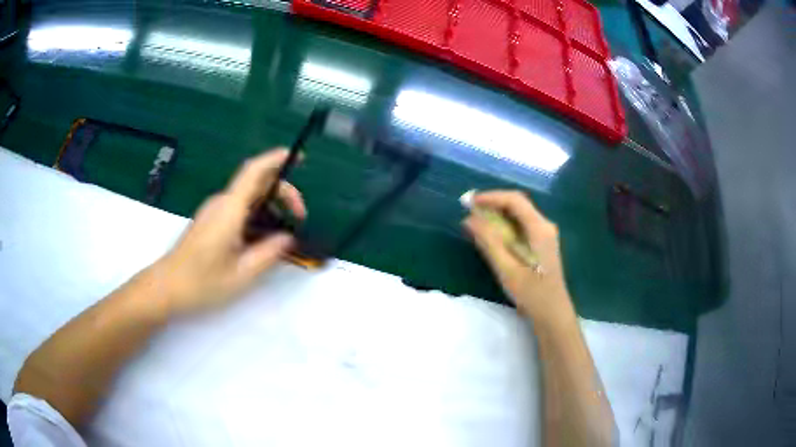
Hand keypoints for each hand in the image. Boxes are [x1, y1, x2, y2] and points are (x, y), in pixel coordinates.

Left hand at [152, 148, 306, 315]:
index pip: (254, 171)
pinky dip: (256, 215)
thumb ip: (268, 253)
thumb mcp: (242, 274)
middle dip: (282, 192)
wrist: (166, 287)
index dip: (276, 159)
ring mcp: (213, 211)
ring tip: (283, 234)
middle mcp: (221, 203)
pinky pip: (238, 209)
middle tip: (299, 217)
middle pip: (255, 183)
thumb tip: (288, 238)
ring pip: (247, 197)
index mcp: (229, 209)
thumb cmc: (201, 282)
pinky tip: (261, 239)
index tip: (296, 157)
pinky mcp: (209, 221)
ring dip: (269, 207)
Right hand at [463, 190, 573, 322]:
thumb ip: (489, 241)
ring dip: (497, 215)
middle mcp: (544, 226)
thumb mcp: (506, 268)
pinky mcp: (540, 244)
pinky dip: (504, 226)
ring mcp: (544, 235)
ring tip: (475, 220)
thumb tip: (469, 219)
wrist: (552, 314)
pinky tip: (491, 235)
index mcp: (539, 228)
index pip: (514, 200)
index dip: (491, 197)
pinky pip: (520, 227)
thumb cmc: (531, 293)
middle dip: (493, 204)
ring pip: (518, 215)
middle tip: (469, 209)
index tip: (469, 201)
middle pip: (517, 205)